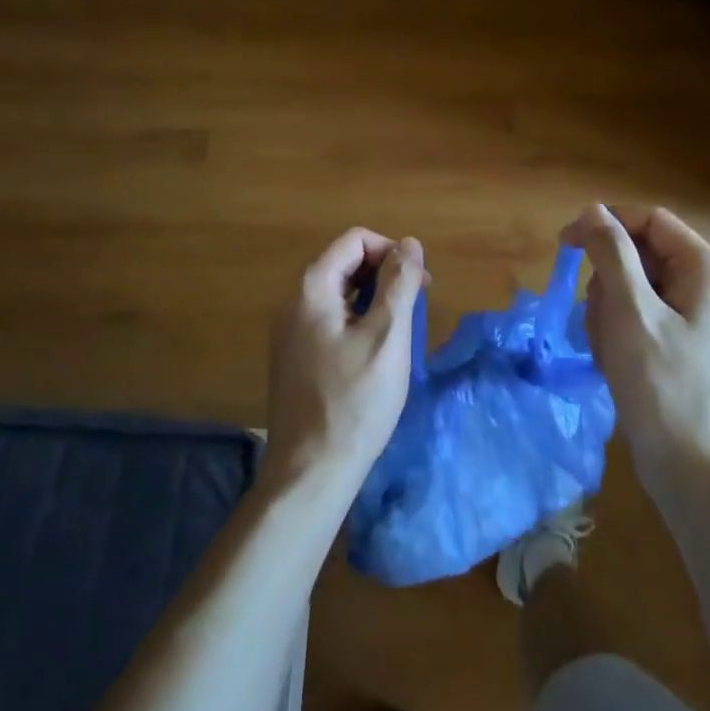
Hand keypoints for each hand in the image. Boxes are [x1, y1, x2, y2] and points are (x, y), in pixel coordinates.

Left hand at [264, 228, 425, 496]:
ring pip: (338, 293)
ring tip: (401, 327)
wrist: (311, 470)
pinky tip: (376, 350)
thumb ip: (399, 284)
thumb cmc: (355, 401)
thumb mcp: (388, 337)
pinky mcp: (295, 357)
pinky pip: (330, 319)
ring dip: (373, 297)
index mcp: (312, 289)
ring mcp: (290, 332)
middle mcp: (293, 302)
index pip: (354, 240)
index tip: (419, 282)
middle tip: (417, 303)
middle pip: (343, 263)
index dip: (391, 251)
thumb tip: (409, 243)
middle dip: (384, 273)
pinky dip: (358, 320)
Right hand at [563, 204, 709, 495]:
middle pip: (637, 254)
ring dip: (607, 312)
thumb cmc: (661, 383)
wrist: (689, 466)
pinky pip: (635, 317)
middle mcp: (704, 285)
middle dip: (606, 282)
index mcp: (704, 268)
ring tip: (610, 350)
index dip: (605, 226)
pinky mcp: (678, 343)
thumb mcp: (630, 311)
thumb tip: (592, 210)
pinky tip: (615, 363)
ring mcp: (692, 316)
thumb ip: (611, 253)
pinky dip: (616, 333)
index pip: (648, 220)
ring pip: (630, 287)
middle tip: (599, 320)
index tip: (564, 246)